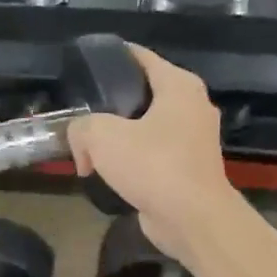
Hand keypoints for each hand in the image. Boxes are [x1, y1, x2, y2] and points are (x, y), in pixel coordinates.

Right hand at [66, 45, 237, 263]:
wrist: (192, 219)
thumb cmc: (154, 165)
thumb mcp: (102, 136)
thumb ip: (81, 127)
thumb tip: (81, 142)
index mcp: (179, 86)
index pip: (141, 57)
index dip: (112, 57)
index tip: (85, 65)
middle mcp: (192, 106)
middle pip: (143, 93)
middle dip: (111, 103)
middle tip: (81, 112)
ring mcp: (194, 140)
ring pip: (147, 127)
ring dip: (120, 137)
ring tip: (89, 147)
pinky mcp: (189, 169)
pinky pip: (154, 154)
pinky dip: (133, 160)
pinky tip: (109, 172)